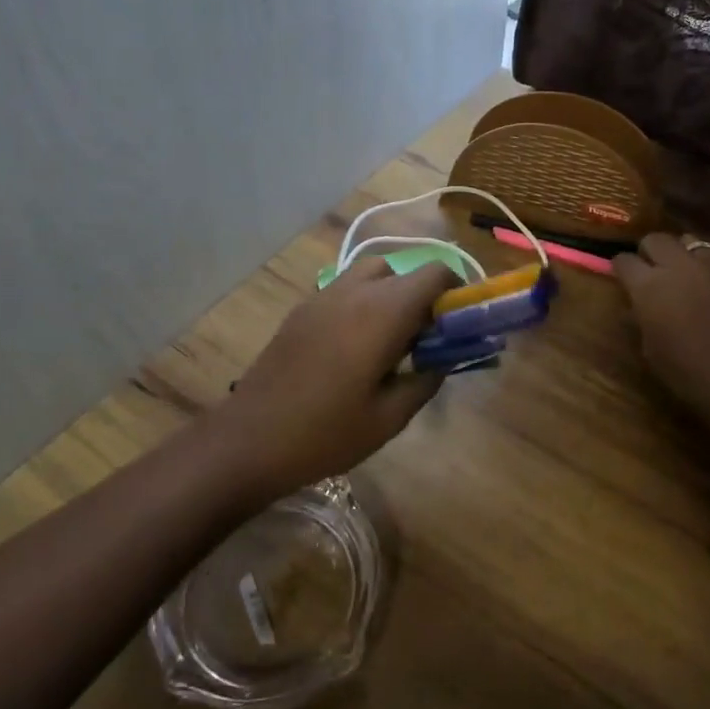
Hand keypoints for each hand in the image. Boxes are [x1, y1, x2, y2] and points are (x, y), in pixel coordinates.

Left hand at [209, 258, 459, 499]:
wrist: (250, 439)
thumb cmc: (326, 433)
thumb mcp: (389, 418)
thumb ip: (425, 381)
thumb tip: (443, 360)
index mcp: (384, 312)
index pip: (434, 273)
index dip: (456, 290)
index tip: (459, 322)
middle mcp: (355, 291)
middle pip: (404, 270)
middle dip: (424, 295)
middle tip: (427, 337)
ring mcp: (323, 296)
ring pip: (371, 273)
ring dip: (392, 293)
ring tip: (391, 338)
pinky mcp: (302, 309)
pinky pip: (344, 289)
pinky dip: (363, 301)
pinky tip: (354, 346)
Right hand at [612, 233, 709, 431]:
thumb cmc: (688, 372)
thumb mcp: (650, 349)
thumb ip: (641, 317)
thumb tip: (635, 305)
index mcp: (648, 286)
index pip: (623, 260)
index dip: (620, 268)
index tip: (622, 277)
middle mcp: (677, 266)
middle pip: (655, 239)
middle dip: (648, 252)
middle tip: (651, 270)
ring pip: (687, 241)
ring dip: (679, 253)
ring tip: (682, 272)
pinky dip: (705, 266)